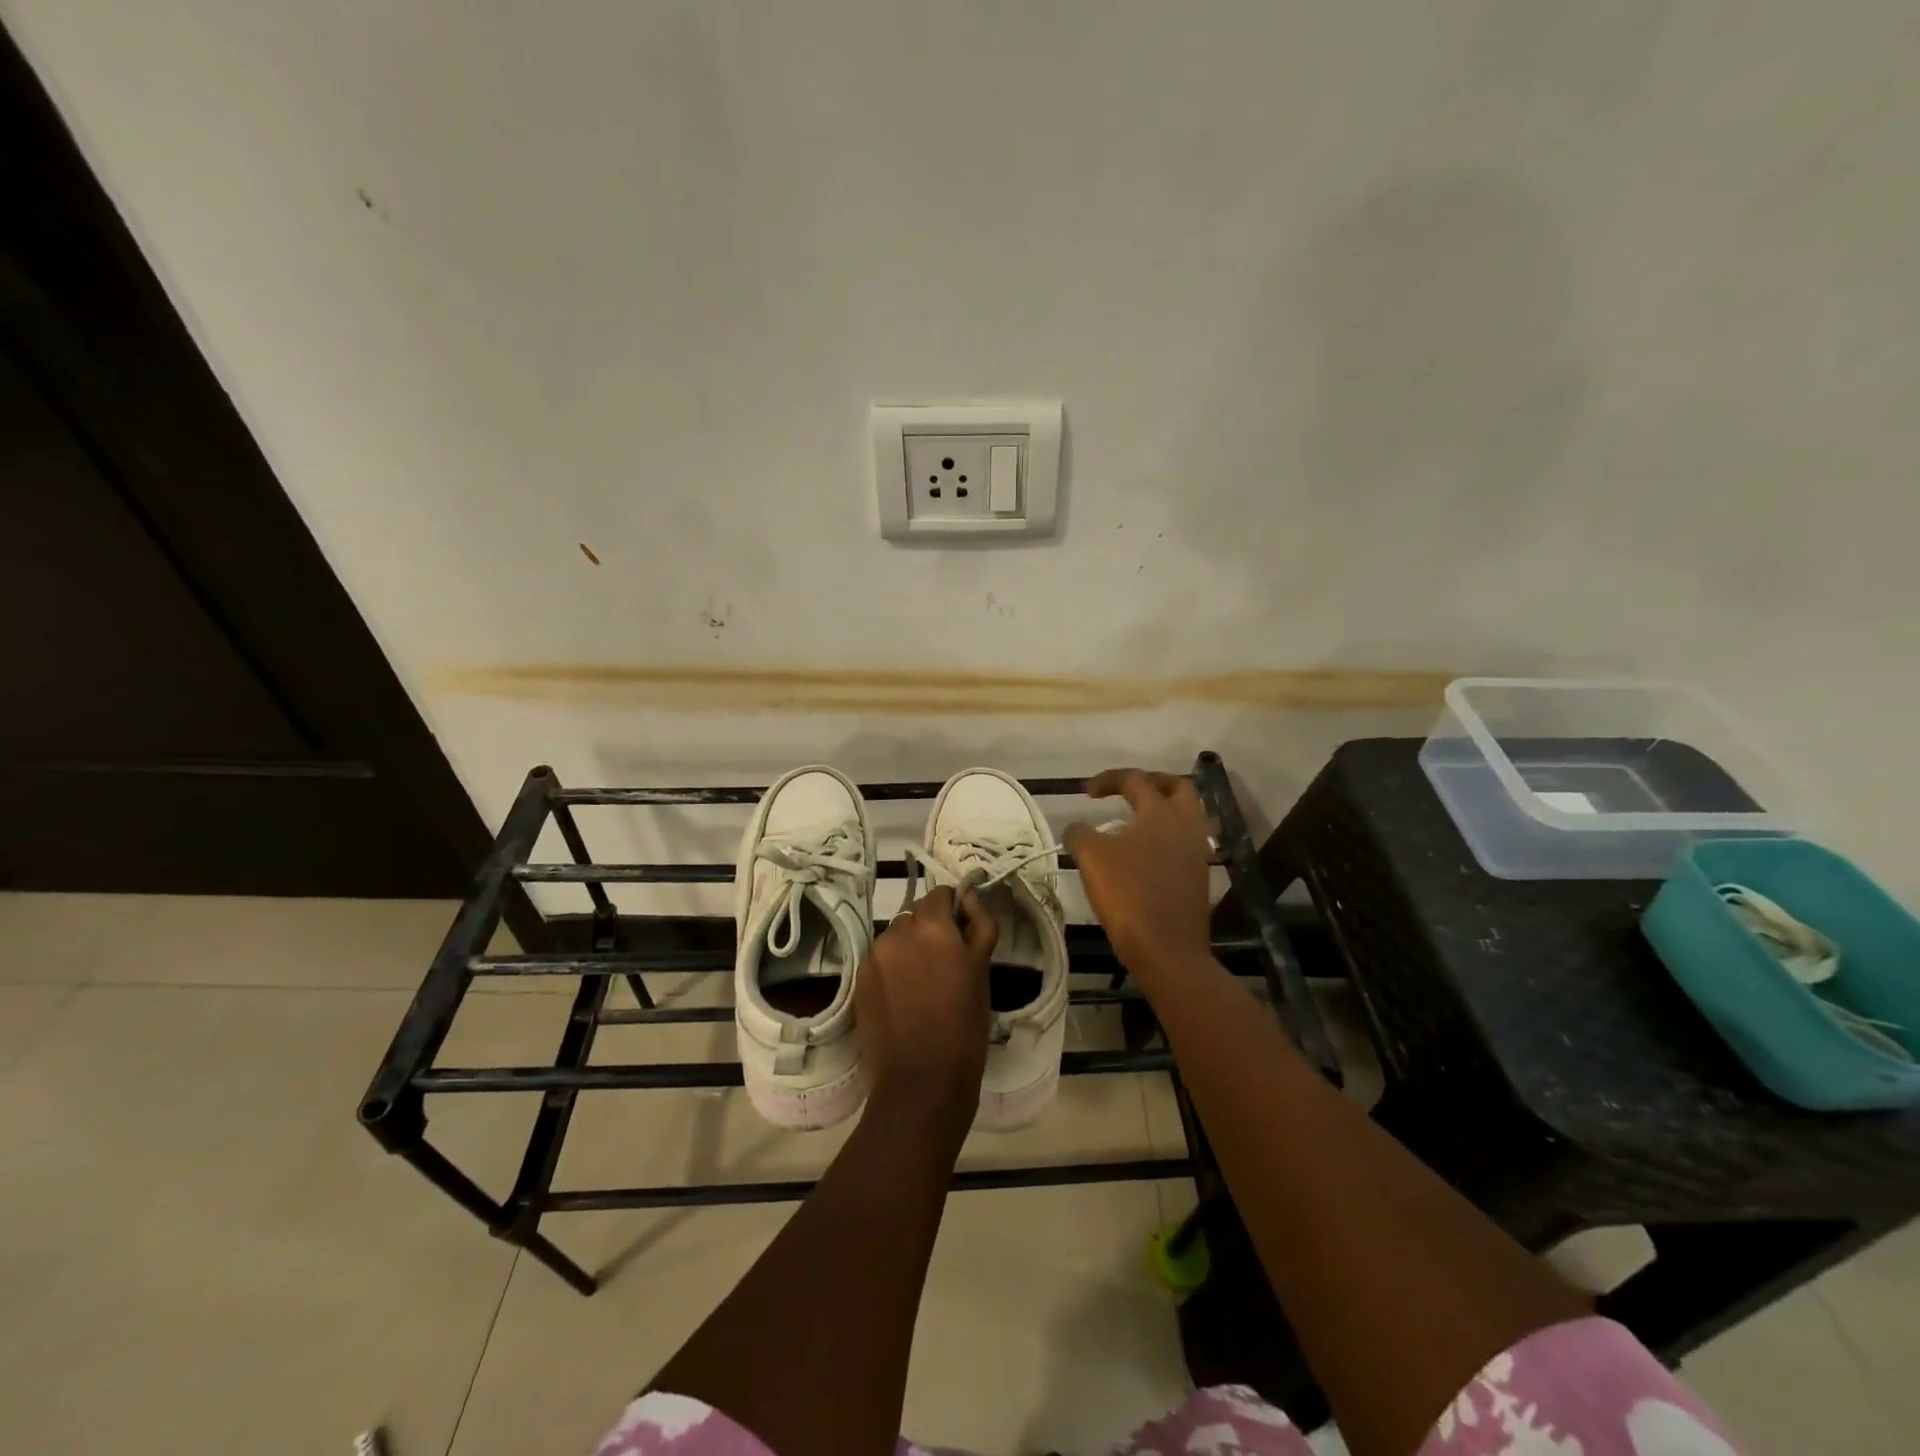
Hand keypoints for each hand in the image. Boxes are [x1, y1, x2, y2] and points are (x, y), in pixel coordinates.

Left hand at [855, 885, 998, 1125]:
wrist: (921, 1082)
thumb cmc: (964, 1025)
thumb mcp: (981, 970)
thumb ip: (979, 924)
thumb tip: (970, 896)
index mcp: (931, 924)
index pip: (940, 894)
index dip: (953, 909)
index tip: (962, 933)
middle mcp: (897, 931)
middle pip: (915, 914)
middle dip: (930, 929)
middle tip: (946, 962)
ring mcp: (873, 956)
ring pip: (896, 937)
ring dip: (909, 948)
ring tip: (923, 984)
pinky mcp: (858, 981)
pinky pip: (880, 961)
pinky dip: (892, 970)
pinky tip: (904, 999)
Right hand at [1064, 769, 1212, 969]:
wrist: (1167, 950)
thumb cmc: (1129, 894)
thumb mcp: (1091, 858)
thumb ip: (1080, 833)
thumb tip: (1078, 828)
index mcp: (1161, 813)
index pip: (1136, 779)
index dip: (1108, 779)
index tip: (1087, 793)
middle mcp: (1186, 825)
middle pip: (1178, 788)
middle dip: (1152, 783)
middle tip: (1127, 792)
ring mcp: (1197, 853)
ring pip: (1186, 817)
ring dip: (1161, 812)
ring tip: (1132, 824)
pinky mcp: (1198, 878)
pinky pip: (1184, 843)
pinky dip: (1165, 838)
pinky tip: (1142, 855)